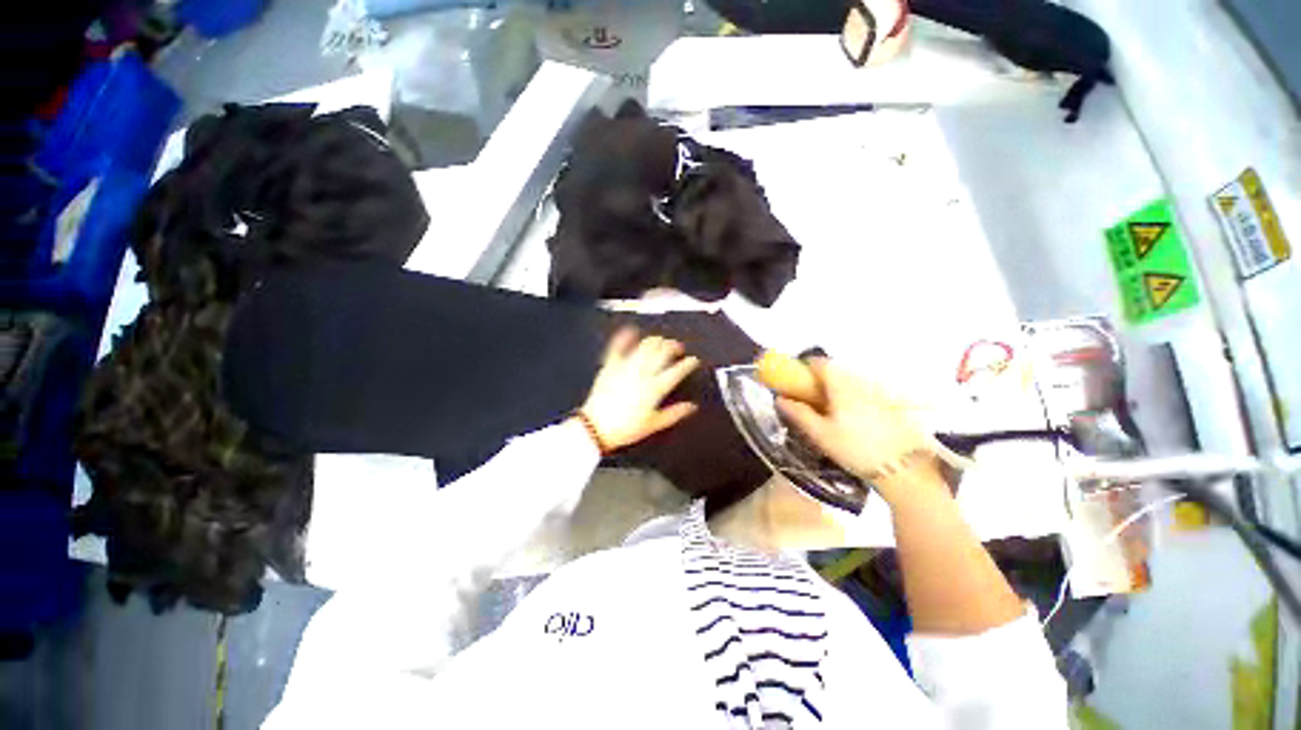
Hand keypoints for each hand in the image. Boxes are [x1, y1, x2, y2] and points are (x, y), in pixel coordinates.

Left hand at [579, 328, 699, 451]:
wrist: (596, 428)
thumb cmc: (626, 428)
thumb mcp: (654, 424)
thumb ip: (675, 414)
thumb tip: (691, 407)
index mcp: (655, 388)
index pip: (677, 371)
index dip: (688, 363)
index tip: (694, 361)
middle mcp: (643, 374)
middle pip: (662, 353)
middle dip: (673, 347)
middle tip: (678, 347)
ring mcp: (626, 367)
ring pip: (645, 346)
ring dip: (655, 341)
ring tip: (660, 341)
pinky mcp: (611, 366)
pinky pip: (618, 347)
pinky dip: (625, 337)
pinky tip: (631, 331)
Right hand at [775, 359, 939, 498]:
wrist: (903, 469)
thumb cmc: (855, 449)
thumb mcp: (821, 434)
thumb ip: (799, 414)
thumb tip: (780, 399)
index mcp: (841, 386)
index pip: (821, 363)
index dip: (805, 366)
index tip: (795, 379)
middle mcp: (859, 383)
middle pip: (836, 371)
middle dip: (819, 379)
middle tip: (808, 397)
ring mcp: (876, 393)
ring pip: (849, 381)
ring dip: (834, 388)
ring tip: (826, 409)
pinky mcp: (888, 404)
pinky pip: (862, 392)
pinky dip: (849, 397)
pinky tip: (848, 418)